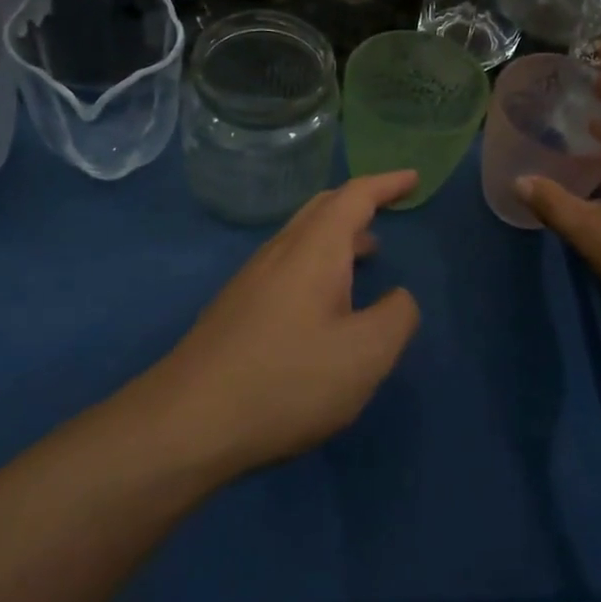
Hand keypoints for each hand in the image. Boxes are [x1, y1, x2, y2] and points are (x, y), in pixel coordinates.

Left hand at [153, 172, 422, 474]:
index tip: (413, 178)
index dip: (387, 184)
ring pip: (303, 236)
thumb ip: (397, 317)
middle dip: (361, 201)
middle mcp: (281, 252)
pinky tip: (325, 300)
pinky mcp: (237, 307)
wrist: (186, 423)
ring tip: (368, 252)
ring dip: (339, 234)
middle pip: (323, 208)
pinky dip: (319, 261)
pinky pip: (288, 263)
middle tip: (392, 207)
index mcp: (314, 250)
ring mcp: (252, 279)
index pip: (355, 196)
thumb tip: (400, 298)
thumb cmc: (286, 382)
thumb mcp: (364, 355)